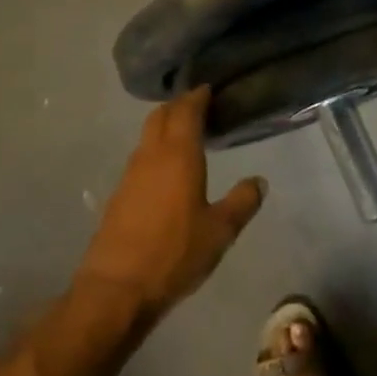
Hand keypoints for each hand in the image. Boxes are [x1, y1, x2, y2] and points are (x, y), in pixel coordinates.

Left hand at [77, 88, 266, 319]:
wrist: (117, 287)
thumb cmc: (175, 253)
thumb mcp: (220, 231)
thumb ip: (242, 202)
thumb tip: (258, 181)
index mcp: (178, 156)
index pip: (186, 111)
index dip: (197, 96)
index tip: (209, 88)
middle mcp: (150, 156)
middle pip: (160, 116)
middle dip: (178, 106)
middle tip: (200, 107)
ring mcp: (129, 175)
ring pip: (147, 137)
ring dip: (165, 128)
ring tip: (188, 135)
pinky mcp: (119, 195)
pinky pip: (140, 159)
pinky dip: (156, 151)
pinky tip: (169, 170)